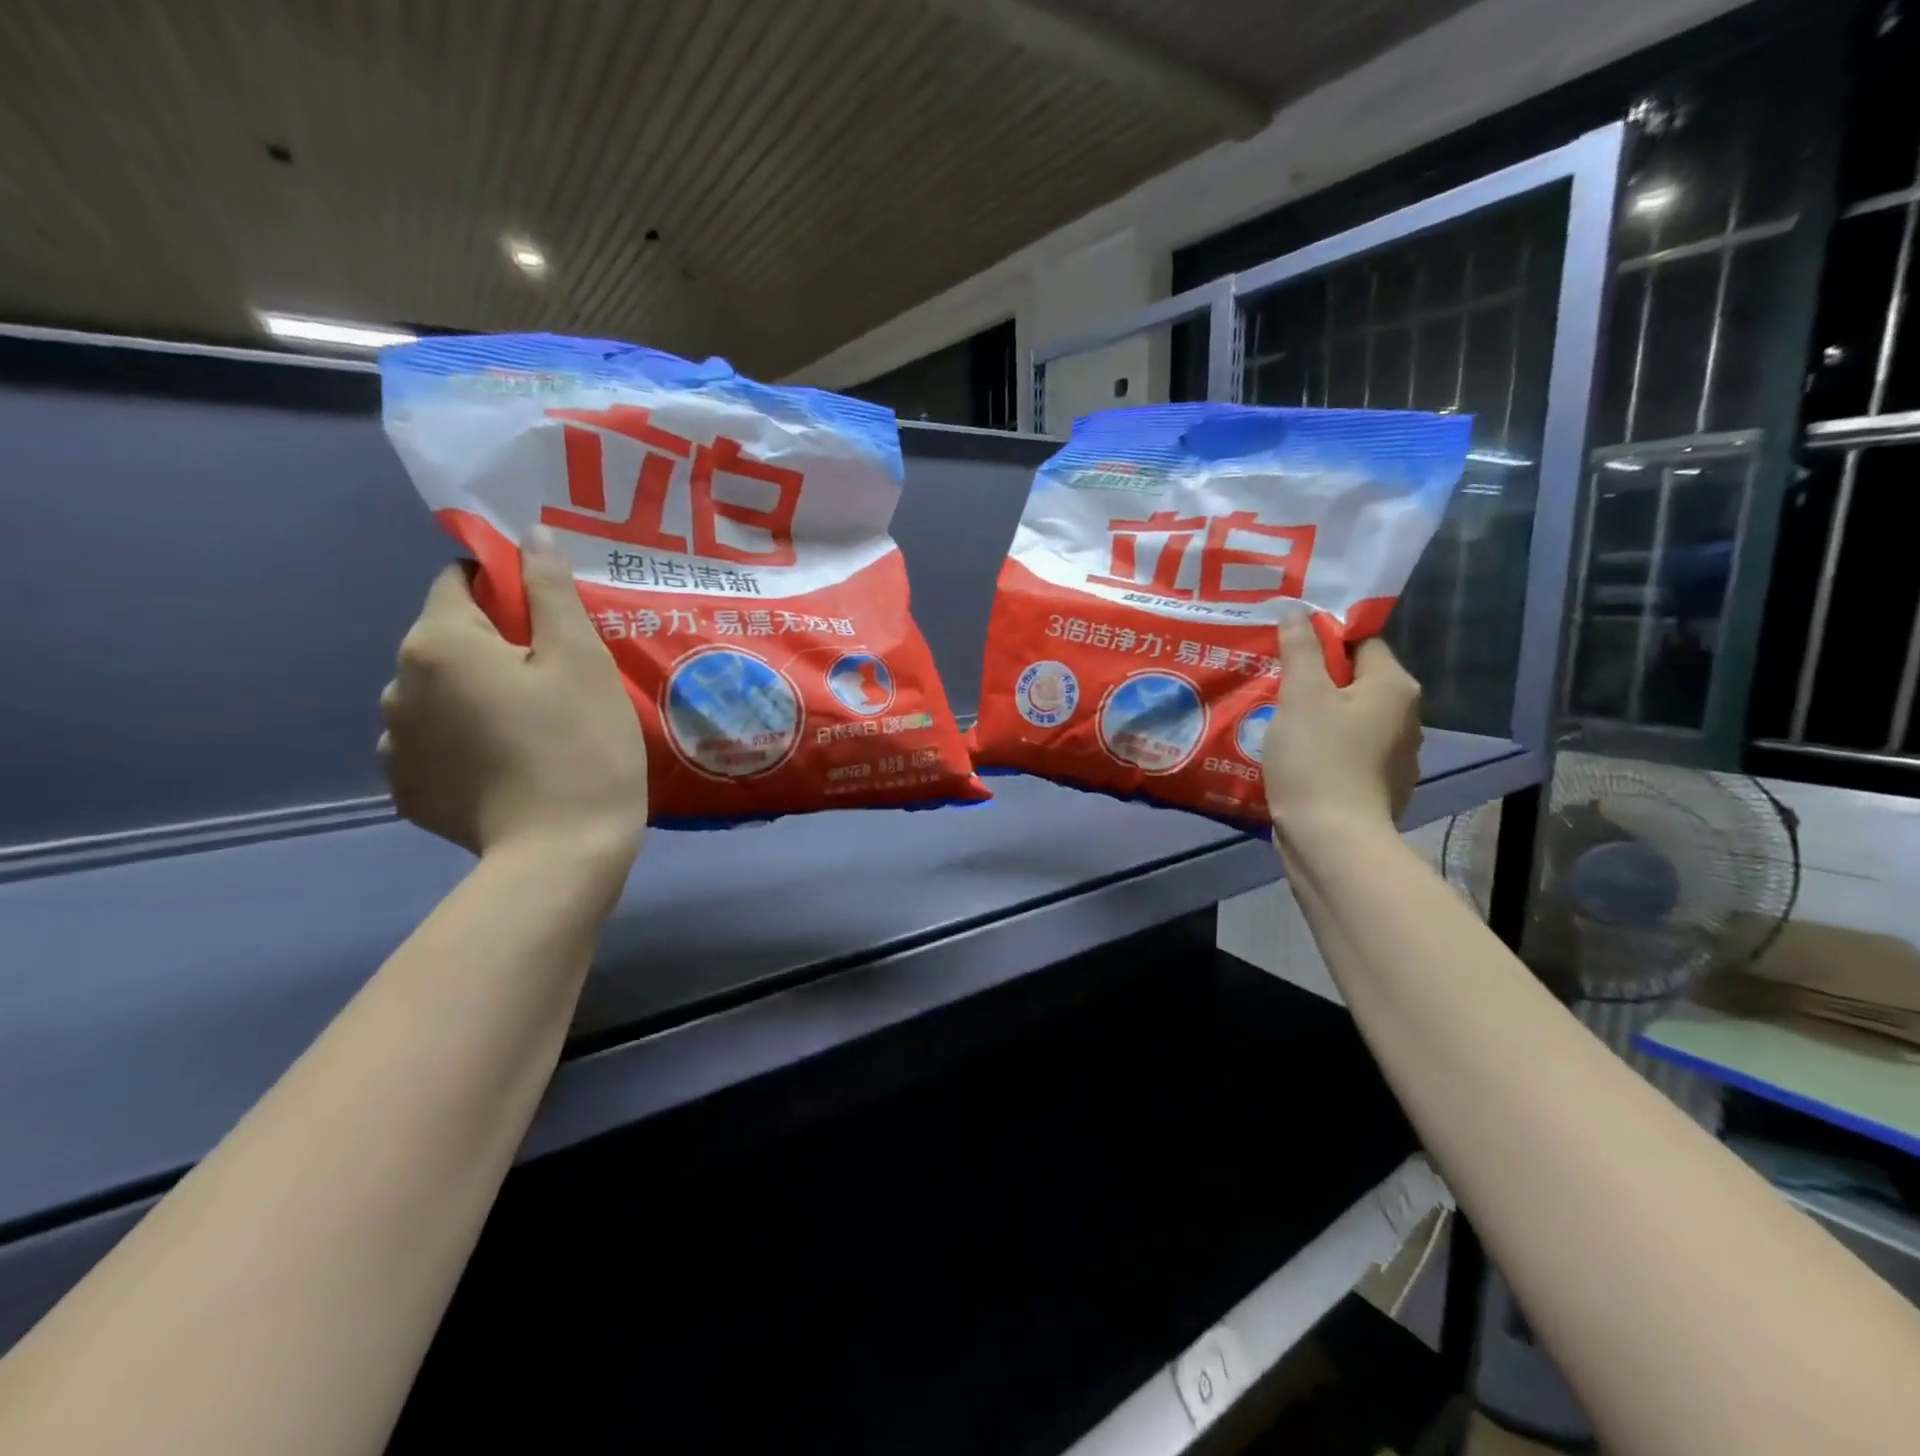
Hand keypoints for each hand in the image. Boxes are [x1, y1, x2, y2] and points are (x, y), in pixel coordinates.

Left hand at [379, 528, 646, 862]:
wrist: (561, 853)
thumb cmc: (581, 745)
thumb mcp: (581, 659)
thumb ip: (551, 591)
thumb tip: (532, 535)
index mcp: (438, 643)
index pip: (458, 581)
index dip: (507, 590)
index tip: (553, 624)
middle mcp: (396, 685)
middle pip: (448, 640)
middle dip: (495, 646)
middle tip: (556, 682)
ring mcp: (393, 744)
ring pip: (438, 693)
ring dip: (476, 695)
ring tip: (533, 730)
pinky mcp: (407, 790)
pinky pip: (433, 743)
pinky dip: (464, 742)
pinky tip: (507, 766)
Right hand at [1262, 612, 1422, 836]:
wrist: (1332, 840)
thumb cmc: (1318, 758)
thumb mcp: (1301, 695)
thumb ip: (1299, 650)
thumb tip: (1297, 610)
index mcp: (1394, 687)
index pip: (1362, 643)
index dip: (1323, 640)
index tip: (1286, 649)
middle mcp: (1406, 718)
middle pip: (1355, 682)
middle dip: (1316, 681)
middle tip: (1273, 683)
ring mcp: (1395, 757)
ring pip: (1349, 720)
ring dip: (1318, 717)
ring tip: (1276, 721)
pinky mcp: (1378, 788)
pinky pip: (1347, 753)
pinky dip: (1324, 750)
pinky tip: (1293, 758)